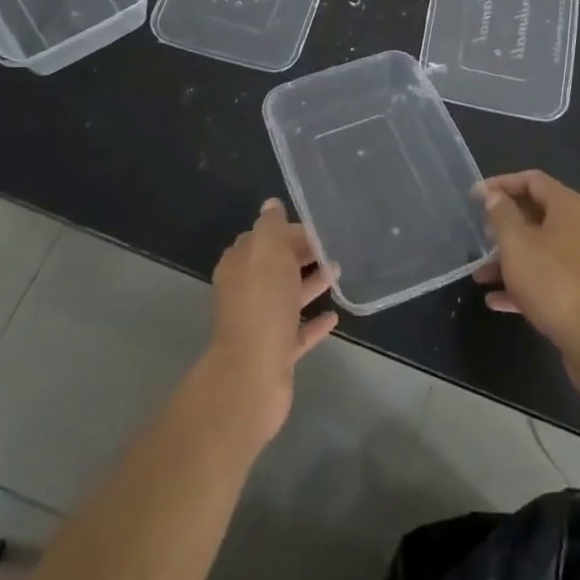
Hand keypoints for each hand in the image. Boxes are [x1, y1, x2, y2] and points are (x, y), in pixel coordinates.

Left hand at [202, 198, 339, 445]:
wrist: (252, 375)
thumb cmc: (262, 304)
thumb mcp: (267, 251)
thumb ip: (271, 226)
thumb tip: (271, 204)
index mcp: (240, 265)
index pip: (263, 238)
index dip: (288, 231)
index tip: (317, 227)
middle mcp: (245, 292)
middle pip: (275, 266)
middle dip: (300, 254)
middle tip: (333, 246)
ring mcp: (260, 324)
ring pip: (287, 296)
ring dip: (311, 283)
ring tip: (340, 272)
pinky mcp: (275, 353)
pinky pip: (297, 331)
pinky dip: (314, 322)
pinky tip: (334, 315)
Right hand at [474, 171, 579, 367]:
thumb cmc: (553, 281)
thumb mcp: (516, 243)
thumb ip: (502, 215)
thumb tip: (495, 195)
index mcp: (571, 207)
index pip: (533, 180)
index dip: (501, 183)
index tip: (475, 197)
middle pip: (539, 214)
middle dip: (505, 225)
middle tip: (481, 236)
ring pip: (543, 250)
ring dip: (511, 258)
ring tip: (481, 274)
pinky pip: (552, 278)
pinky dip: (526, 283)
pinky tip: (498, 300)